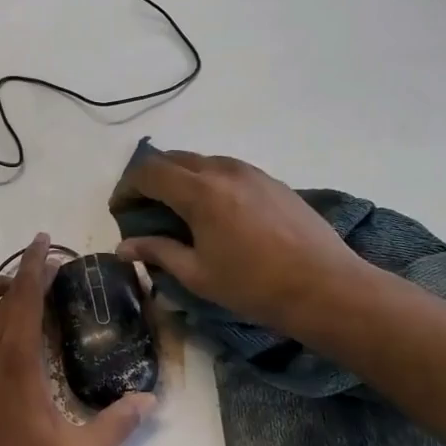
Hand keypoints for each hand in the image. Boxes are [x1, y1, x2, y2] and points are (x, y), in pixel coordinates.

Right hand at [112, 149, 375, 340]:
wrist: (326, 287)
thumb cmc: (255, 286)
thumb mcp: (197, 274)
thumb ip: (157, 252)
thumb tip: (123, 247)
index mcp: (200, 191)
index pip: (148, 172)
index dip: (126, 188)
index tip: (119, 210)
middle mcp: (223, 170)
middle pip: (172, 158)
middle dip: (150, 179)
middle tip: (142, 209)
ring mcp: (251, 172)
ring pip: (201, 161)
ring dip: (179, 178)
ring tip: (176, 211)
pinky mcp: (271, 181)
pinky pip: (227, 170)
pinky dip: (207, 182)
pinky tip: (213, 213)